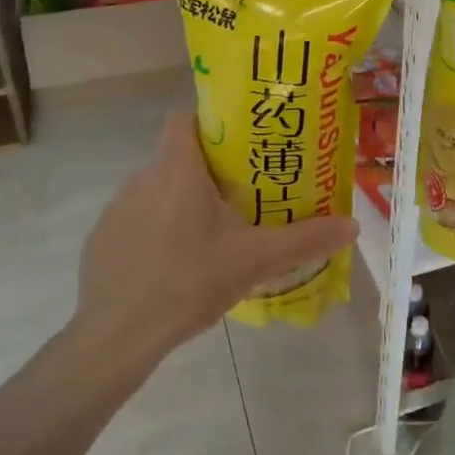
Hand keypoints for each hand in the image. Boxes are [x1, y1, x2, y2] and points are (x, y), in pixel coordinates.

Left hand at [66, 112, 358, 371]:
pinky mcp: (101, 238)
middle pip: (178, 155)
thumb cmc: (189, 283)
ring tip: (212, 234)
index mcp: (177, 170)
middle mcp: (142, 178)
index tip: (240, 145)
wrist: (117, 337)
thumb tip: (352, 225)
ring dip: (182, 201)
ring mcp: (116, 209)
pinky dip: (157, 230)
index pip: (185, 117)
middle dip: (208, 170)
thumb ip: (305, 239)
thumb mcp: (255, 261)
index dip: (211, 122)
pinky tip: (175, 264)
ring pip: (158, 188)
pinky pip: (137, 219)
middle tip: (242, 195)